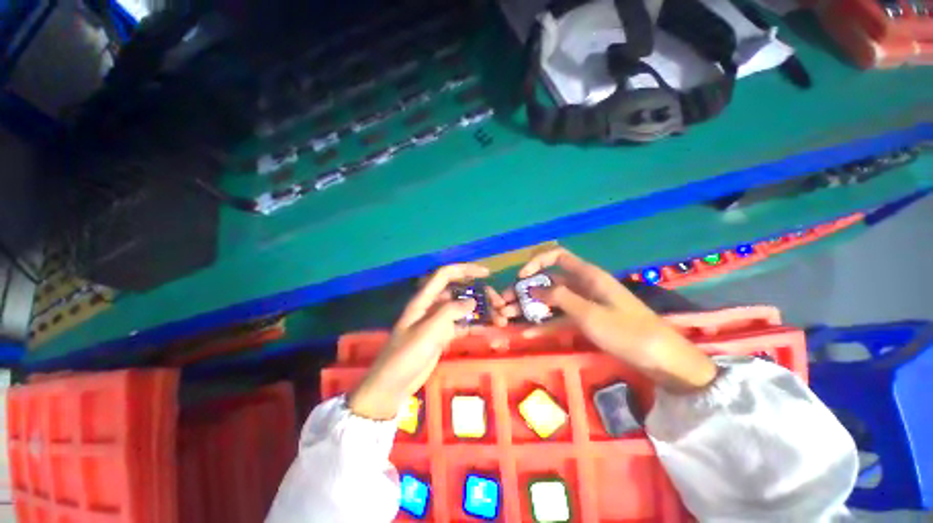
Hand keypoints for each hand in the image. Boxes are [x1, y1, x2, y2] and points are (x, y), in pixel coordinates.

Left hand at [348, 263, 490, 419]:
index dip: (465, 269)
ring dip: (480, 311)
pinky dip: (475, 325)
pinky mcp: (442, 336)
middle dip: (479, 294)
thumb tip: (472, 301)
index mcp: (424, 299)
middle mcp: (432, 306)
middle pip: (459, 292)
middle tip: (498, 304)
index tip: (487, 273)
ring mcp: (438, 321)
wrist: (393, 384)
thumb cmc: (407, 354)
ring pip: (462, 309)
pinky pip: (462, 325)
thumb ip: (450, 312)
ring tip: (499, 319)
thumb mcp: (428, 330)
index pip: (445, 275)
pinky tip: (488, 329)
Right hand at [497, 248, 717, 392]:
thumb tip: (533, 287)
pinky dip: (545, 323)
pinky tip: (527, 332)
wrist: (663, 360)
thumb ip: (560, 298)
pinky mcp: (586, 320)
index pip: (557, 256)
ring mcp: (584, 304)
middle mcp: (583, 286)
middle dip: (526, 290)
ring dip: (531, 307)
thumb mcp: (590, 314)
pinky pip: (560, 317)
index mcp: (588, 276)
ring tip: (509, 317)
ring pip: (552, 300)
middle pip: (549, 280)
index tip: (521, 278)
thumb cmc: (628, 332)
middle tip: (505, 303)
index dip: (537, 262)